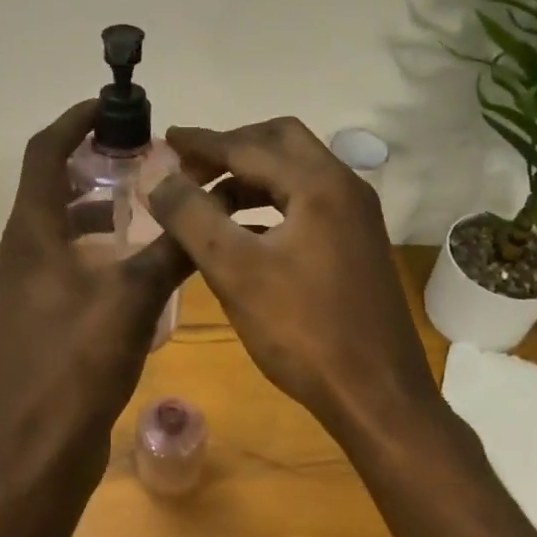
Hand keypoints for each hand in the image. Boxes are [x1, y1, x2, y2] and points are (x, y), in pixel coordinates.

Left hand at [0, 101, 193, 491]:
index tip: (110, 106)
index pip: (44, 152)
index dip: (74, 121)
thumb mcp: (135, 296)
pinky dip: (93, 242)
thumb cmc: (80, 361)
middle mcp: (20, 249)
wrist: (43, 447)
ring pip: (58, 222)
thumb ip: (173, 248)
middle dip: (90, 160)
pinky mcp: (37, 310)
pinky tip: (132, 258)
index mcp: (32, 232)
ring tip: (143, 199)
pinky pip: (63, 255)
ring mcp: (24, 282)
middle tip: (139, 153)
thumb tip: (209, 205)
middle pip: (48, 183)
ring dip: (94, 203)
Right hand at [146, 117, 440, 443]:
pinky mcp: (355, 242)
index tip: (165, 139)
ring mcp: (355, 216)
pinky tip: (241, 230)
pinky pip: (305, 200)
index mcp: (319, 185)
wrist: (378, 397)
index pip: (248, 146)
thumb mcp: (234, 271)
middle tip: (191, 168)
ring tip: (207, 199)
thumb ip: (191, 216)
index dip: (202, 142)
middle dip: (231, 147)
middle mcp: (344, 187)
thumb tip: (158, 177)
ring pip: (294, 171)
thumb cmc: (303, 331)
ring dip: (249, 175)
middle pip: (280, 142)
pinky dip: (269, 201)